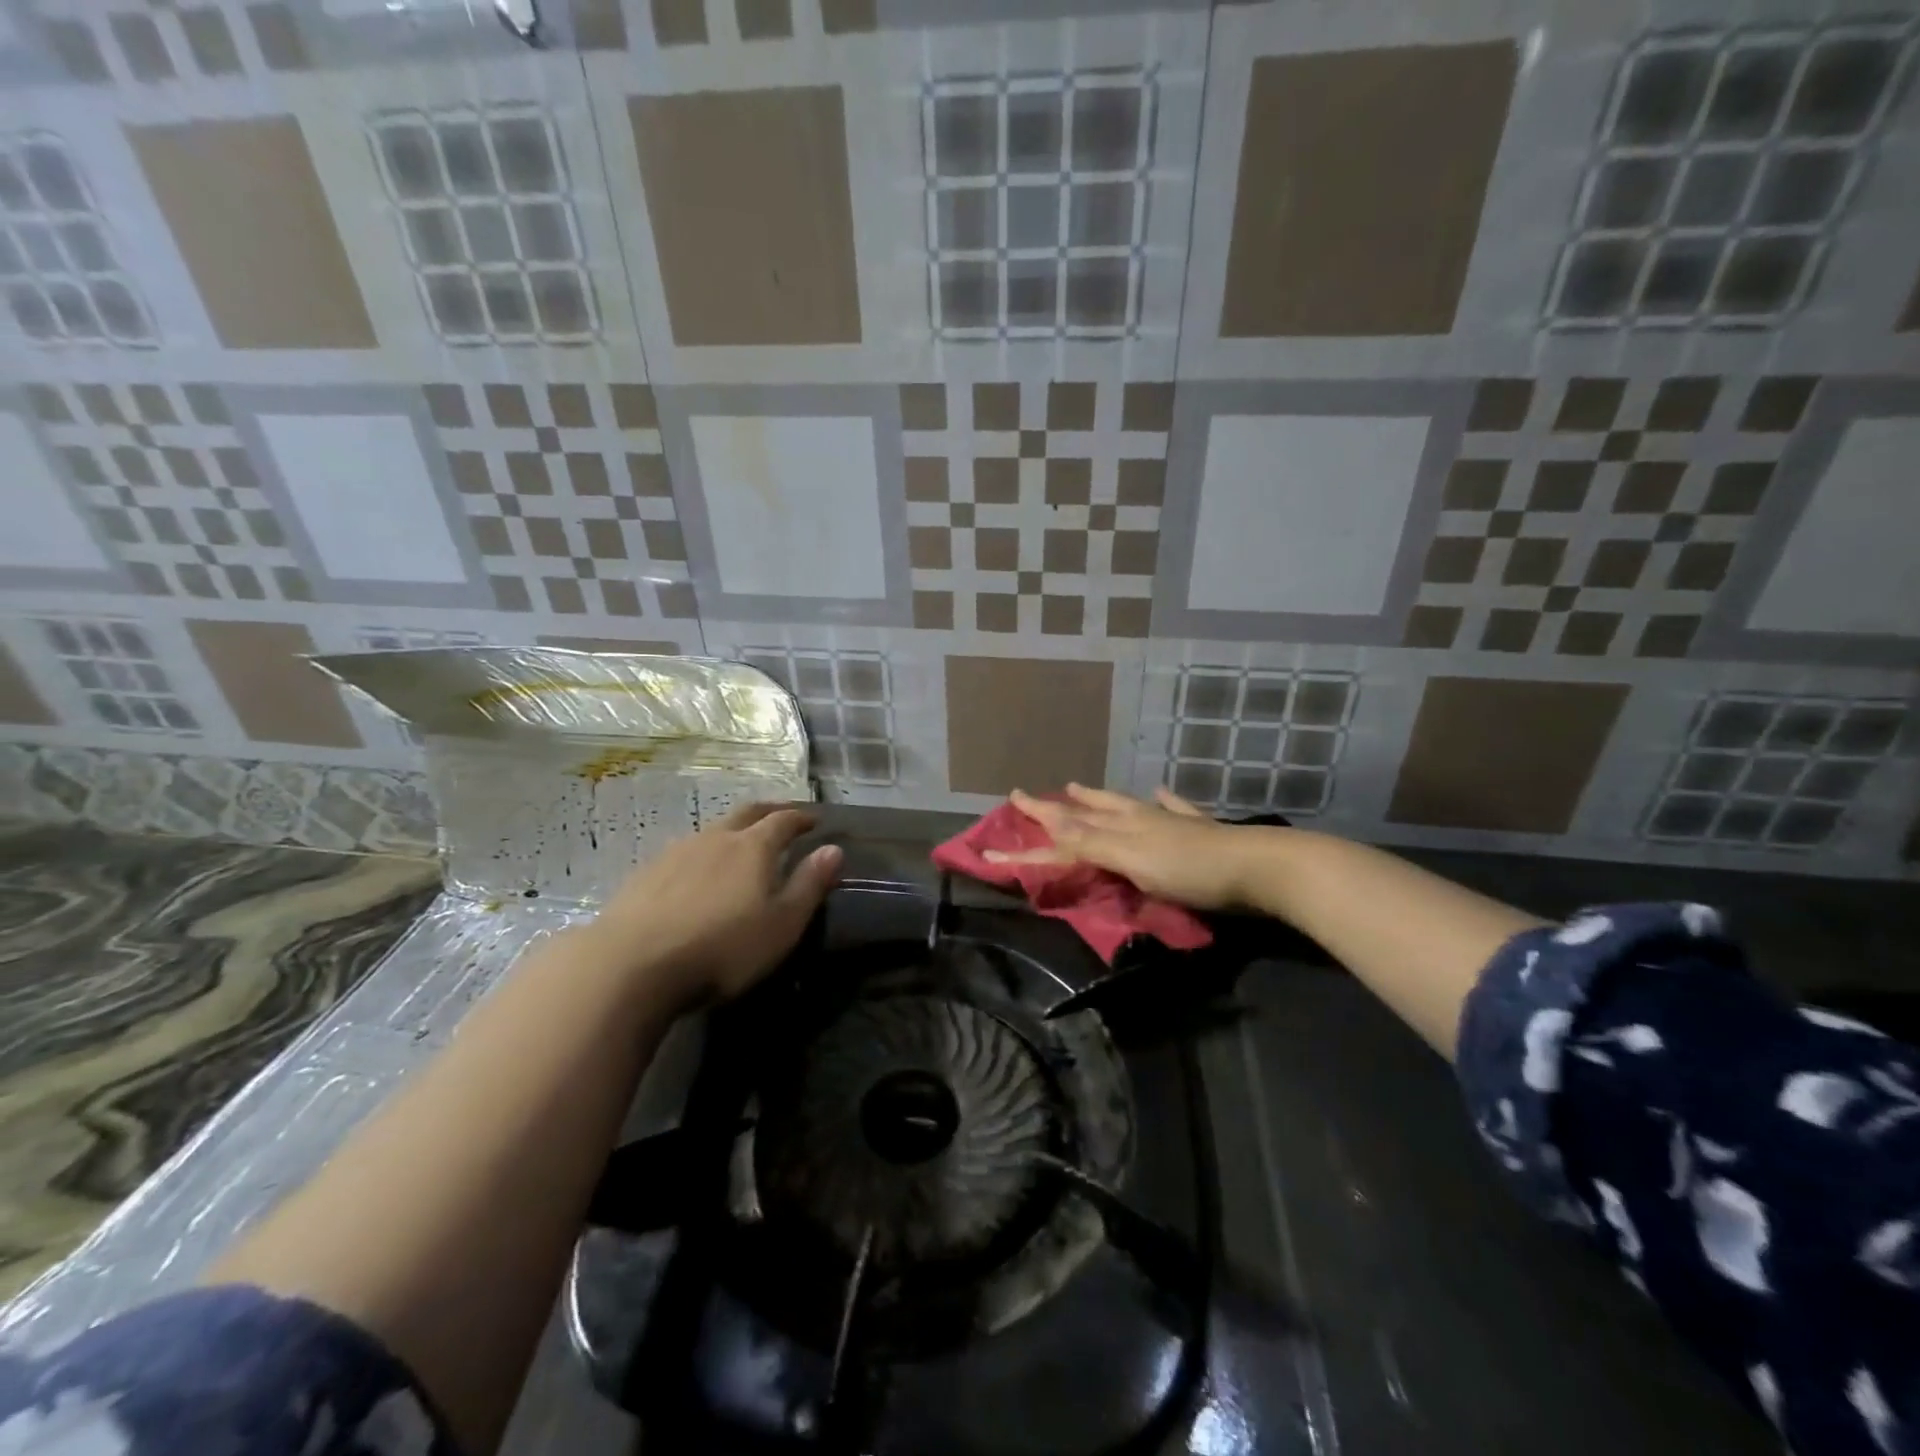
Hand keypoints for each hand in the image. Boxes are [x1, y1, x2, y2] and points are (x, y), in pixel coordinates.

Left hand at [585, 802, 842, 1007]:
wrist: (630, 966)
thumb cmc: (721, 948)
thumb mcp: (781, 924)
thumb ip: (809, 885)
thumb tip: (834, 849)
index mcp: (753, 847)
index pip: (783, 820)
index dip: (801, 818)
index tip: (814, 820)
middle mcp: (715, 838)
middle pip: (747, 813)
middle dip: (769, 811)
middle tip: (783, 816)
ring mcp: (675, 852)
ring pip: (713, 830)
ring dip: (733, 830)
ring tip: (741, 844)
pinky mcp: (645, 874)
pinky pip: (684, 851)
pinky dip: (703, 853)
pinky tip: (697, 873)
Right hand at [988, 785, 1259, 910]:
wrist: (1258, 866)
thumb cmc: (1190, 870)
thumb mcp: (1132, 859)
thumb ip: (1091, 842)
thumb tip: (1050, 823)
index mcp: (1121, 825)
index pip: (1066, 827)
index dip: (1034, 826)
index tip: (1002, 821)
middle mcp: (1140, 817)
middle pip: (1090, 809)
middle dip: (1057, 807)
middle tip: (1030, 797)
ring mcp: (1171, 821)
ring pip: (1125, 804)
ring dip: (1097, 798)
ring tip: (1077, 788)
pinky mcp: (1200, 831)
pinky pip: (1174, 808)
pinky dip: (1163, 800)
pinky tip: (1160, 791)